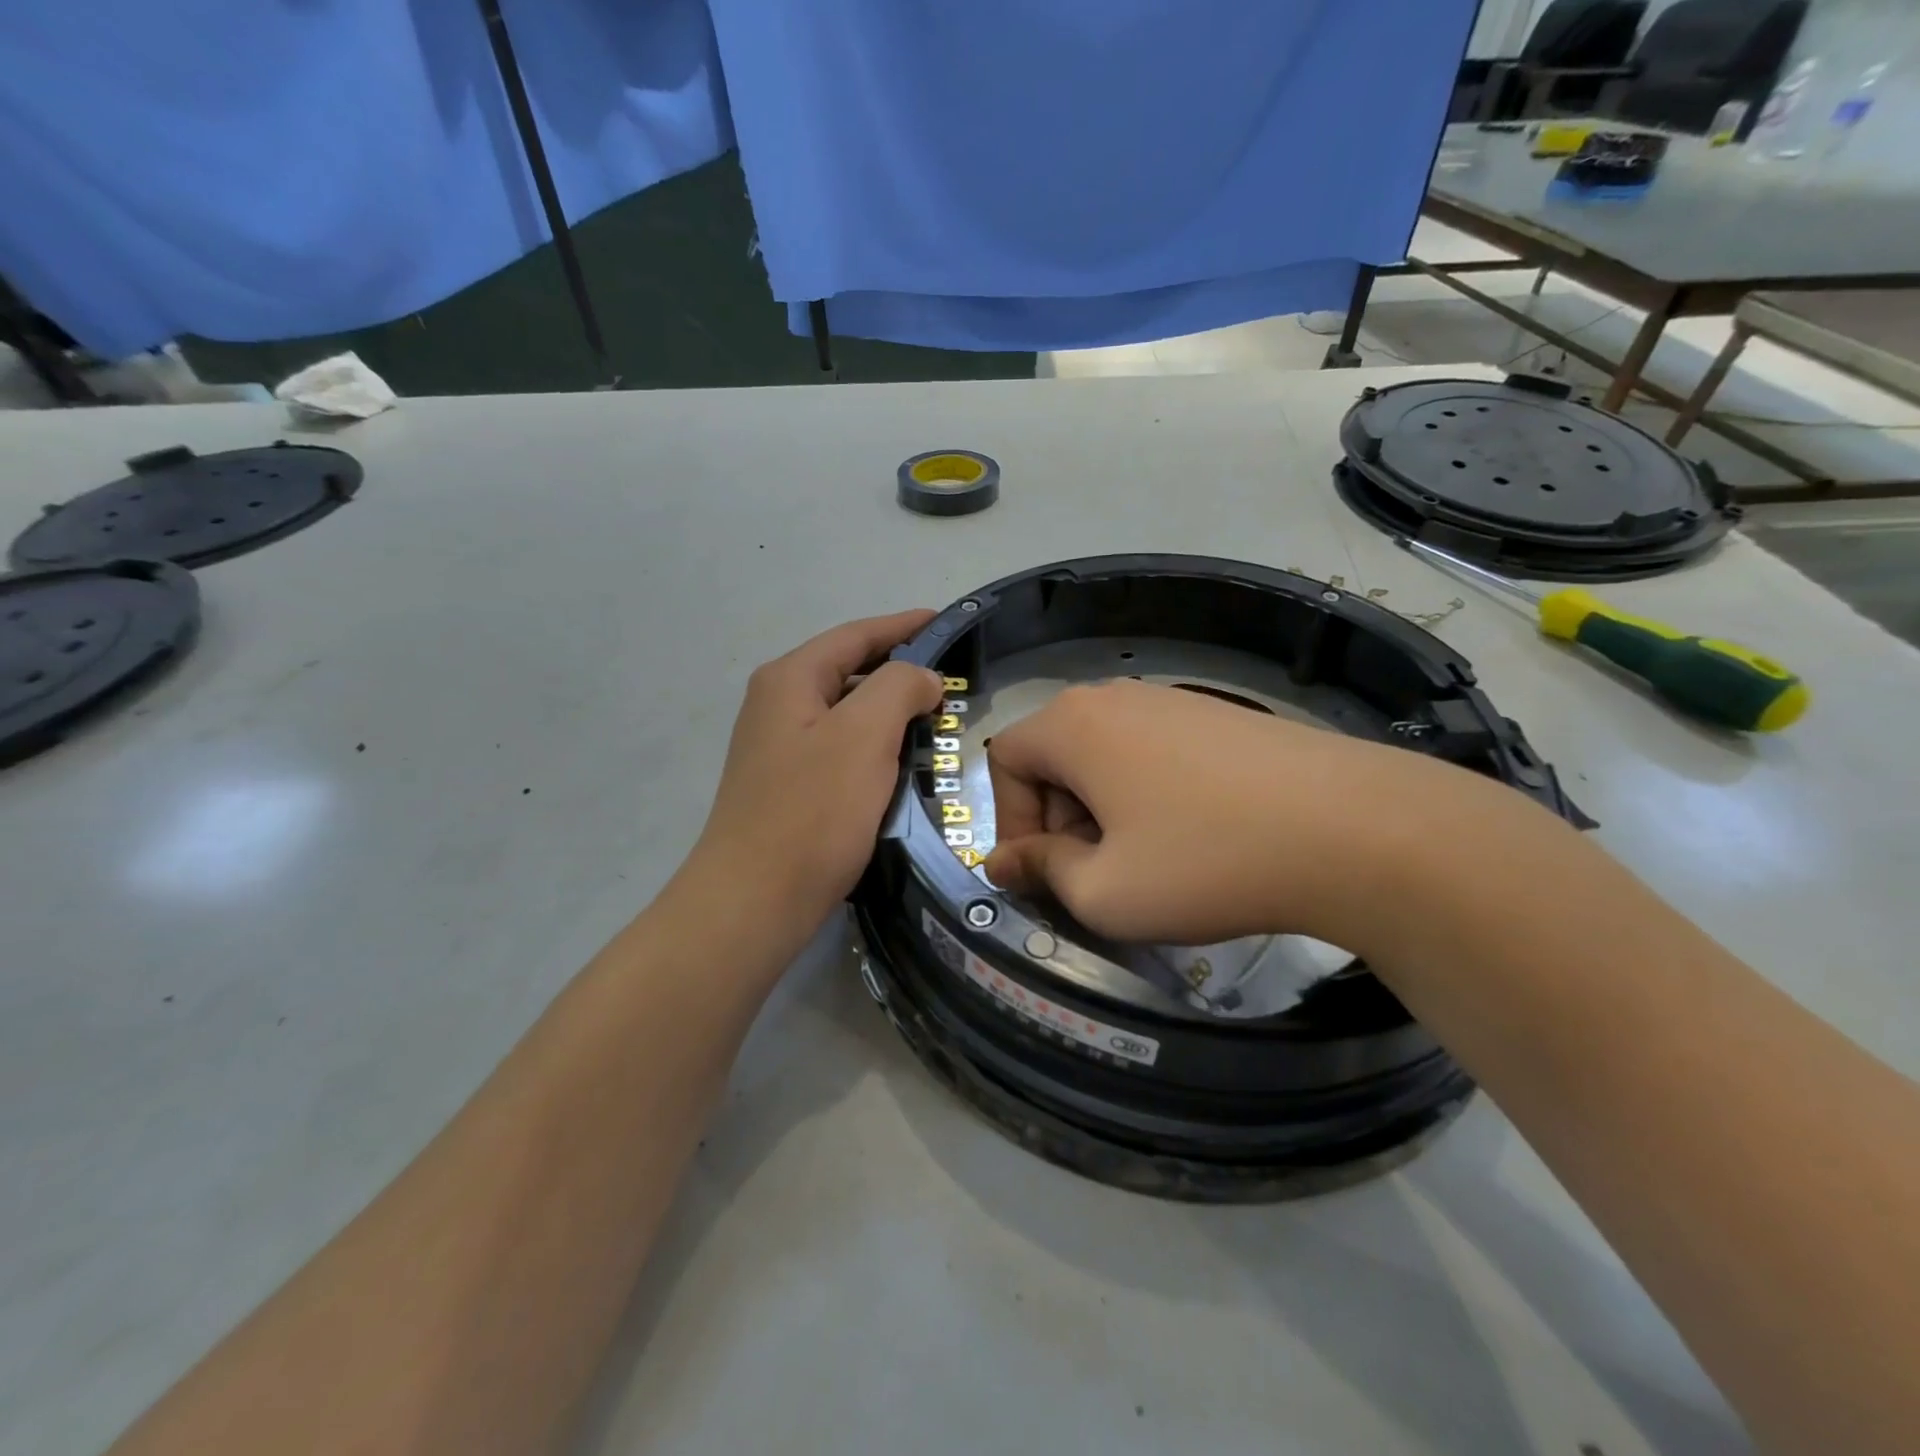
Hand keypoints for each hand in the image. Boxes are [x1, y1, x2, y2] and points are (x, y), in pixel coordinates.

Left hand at [684, 609, 942, 931]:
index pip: (855, 635)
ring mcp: (779, 748)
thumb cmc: (812, 811)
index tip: (947, 622)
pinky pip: (841, 749)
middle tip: (951, 680)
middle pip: (849, 671)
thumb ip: (899, 687)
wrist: (754, 900)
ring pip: (846, 713)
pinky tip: (901, 764)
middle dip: (899, 670)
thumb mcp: (864, 735)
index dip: (903, 625)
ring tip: (935, 720)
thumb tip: (921, 678)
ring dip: (889, 711)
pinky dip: (875, 746)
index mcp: (790, 679)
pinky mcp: (788, 786)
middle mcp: (777, 705)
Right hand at [983, 679, 1518, 954]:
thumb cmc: (1205, 862)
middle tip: (1095, 875)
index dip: (1010, 822)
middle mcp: (1114, 696)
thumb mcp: (1104, 892)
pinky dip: (1146, 794)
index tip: (1044, 874)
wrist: (1353, 829)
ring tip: (1146, 861)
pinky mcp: (1217, 714)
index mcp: (1072, 724)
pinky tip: (1193, 835)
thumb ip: (1041, 871)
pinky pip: (1150, 751)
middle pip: (1053, 755)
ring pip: (1103, 755)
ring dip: (1102, 810)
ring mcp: (1171, 698)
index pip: (1003, 761)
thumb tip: (1002, 862)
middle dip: (1057, 819)